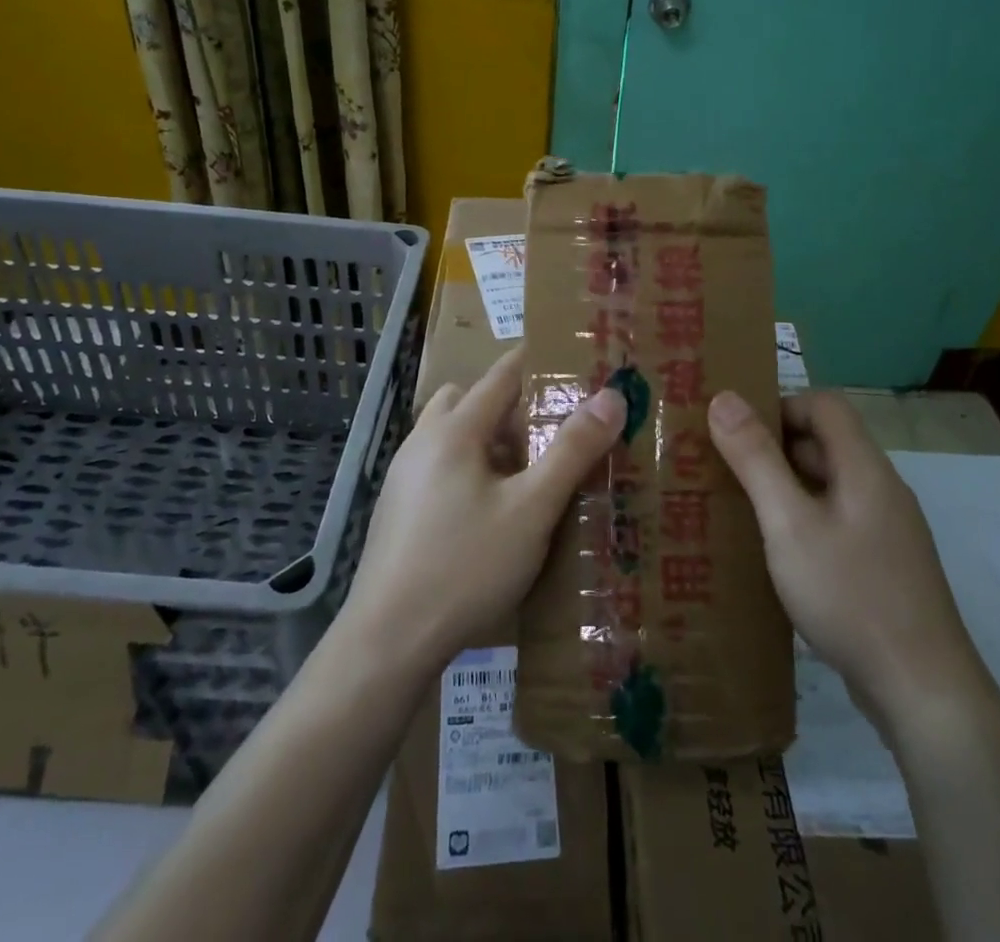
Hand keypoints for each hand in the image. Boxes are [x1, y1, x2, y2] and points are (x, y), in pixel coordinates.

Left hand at [345, 348, 625, 672]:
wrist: (388, 641)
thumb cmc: (465, 566)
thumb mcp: (532, 509)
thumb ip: (572, 450)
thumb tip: (612, 395)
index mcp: (454, 431)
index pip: (500, 376)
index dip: (534, 362)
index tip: (568, 358)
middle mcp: (422, 442)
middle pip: (468, 400)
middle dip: (508, 405)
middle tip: (547, 429)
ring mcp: (403, 477)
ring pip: (450, 435)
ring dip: (485, 439)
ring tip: (524, 473)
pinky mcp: (396, 510)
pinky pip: (438, 466)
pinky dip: (467, 468)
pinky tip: (489, 511)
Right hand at [709, 389, 981, 706]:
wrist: (924, 692)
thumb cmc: (850, 594)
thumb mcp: (789, 523)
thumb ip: (755, 459)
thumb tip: (724, 398)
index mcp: (864, 467)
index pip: (824, 405)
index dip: (780, 405)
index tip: (736, 431)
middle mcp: (881, 489)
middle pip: (826, 443)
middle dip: (774, 448)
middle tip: (724, 468)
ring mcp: (887, 530)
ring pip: (829, 486)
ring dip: (786, 487)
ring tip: (738, 508)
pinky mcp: (884, 566)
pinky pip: (837, 522)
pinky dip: (803, 521)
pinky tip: (776, 554)